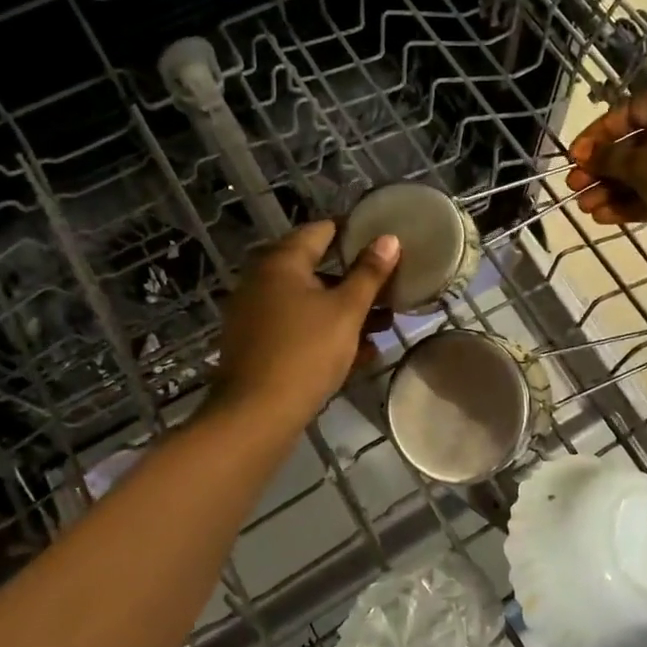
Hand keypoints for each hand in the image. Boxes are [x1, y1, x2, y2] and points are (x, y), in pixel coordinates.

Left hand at [209, 221, 400, 429]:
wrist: (255, 416)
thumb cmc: (305, 352)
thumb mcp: (346, 311)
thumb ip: (369, 273)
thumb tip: (389, 238)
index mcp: (281, 262)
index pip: (322, 230)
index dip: (356, 232)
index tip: (385, 241)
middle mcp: (263, 281)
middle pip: (317, 269)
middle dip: (356, 280)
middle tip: (391, 287)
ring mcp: (257, 315)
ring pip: (310, 303)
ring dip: (346, 311)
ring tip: (385, 324)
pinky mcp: (258, 345)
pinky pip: (299, 329)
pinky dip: (327, 334)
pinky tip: (361, 353)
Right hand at [566, 88, 646, 270]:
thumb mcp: (642, 166)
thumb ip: (610, 158)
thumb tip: (588, 155)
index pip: (632, 110)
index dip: (599, 132)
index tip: (576, 154)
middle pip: (636, 145)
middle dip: (602, 168)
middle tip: (574, 185)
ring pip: (644, 173)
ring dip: (611, 189)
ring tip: (584, 207)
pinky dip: (631, 202)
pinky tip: (603, 217)